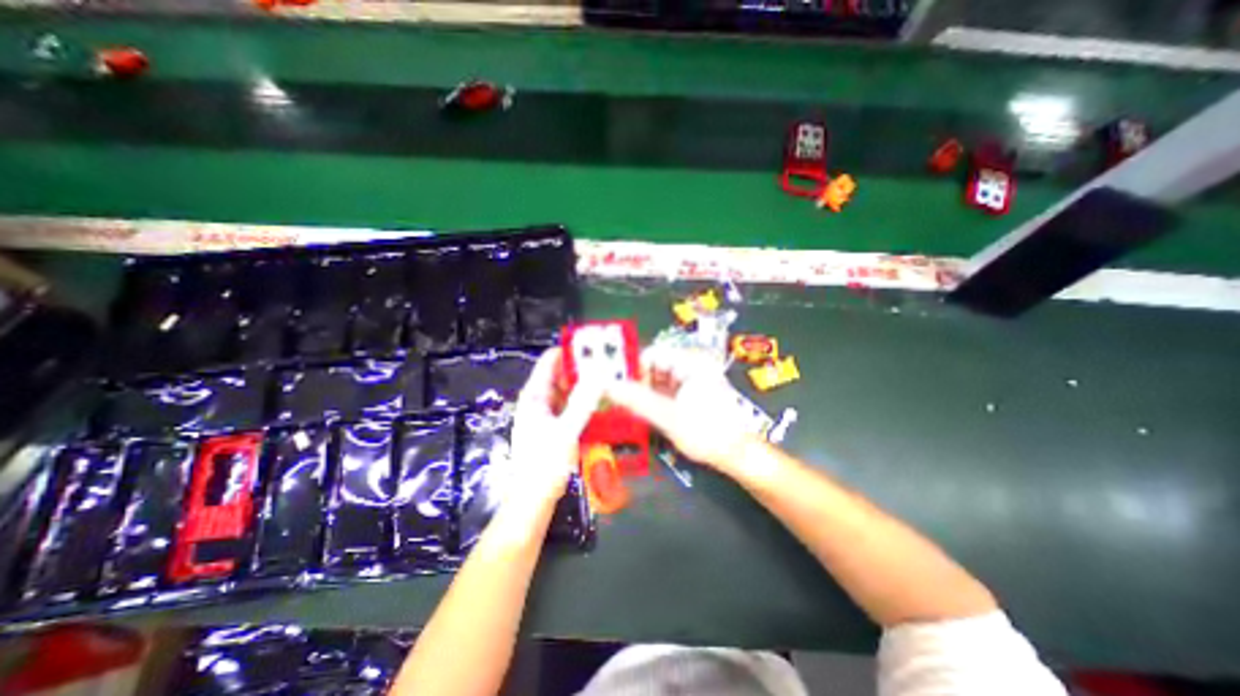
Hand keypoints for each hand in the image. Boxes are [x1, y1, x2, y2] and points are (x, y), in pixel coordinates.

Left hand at [498, 345, 605, 514]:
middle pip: (560, 376)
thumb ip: (582, 401)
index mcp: (534, 396)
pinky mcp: (555, 428)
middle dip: (581, 369)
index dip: (569, 351)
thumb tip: (598, 374)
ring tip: (607, 380)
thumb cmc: (545, 463)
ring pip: (567, 392)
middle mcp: (539, 401)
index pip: (549, 362)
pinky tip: (600, 404)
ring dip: (584, 387)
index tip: (593, 346)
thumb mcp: (566, 430)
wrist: (534, 499)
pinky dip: (583, 403)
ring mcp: (546, 415)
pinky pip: (570, 408)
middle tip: (607, 364)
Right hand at [603, 344, 755, 475]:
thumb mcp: (669, 417)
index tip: (616, 384)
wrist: (737, 455)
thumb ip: (638, 401)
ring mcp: (692, 380)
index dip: (632, 367)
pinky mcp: (690, 394)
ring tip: (632, 408)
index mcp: (691, 363)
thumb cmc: (709, 433)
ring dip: (644, 392)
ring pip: (658, 380)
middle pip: (654, 366)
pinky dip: (654, 399)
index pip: (652, 354)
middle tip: (622, 399)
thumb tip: (610, 387)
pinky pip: (665, 391)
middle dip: (637, 381)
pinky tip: (646, 412)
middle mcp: (691, 366)